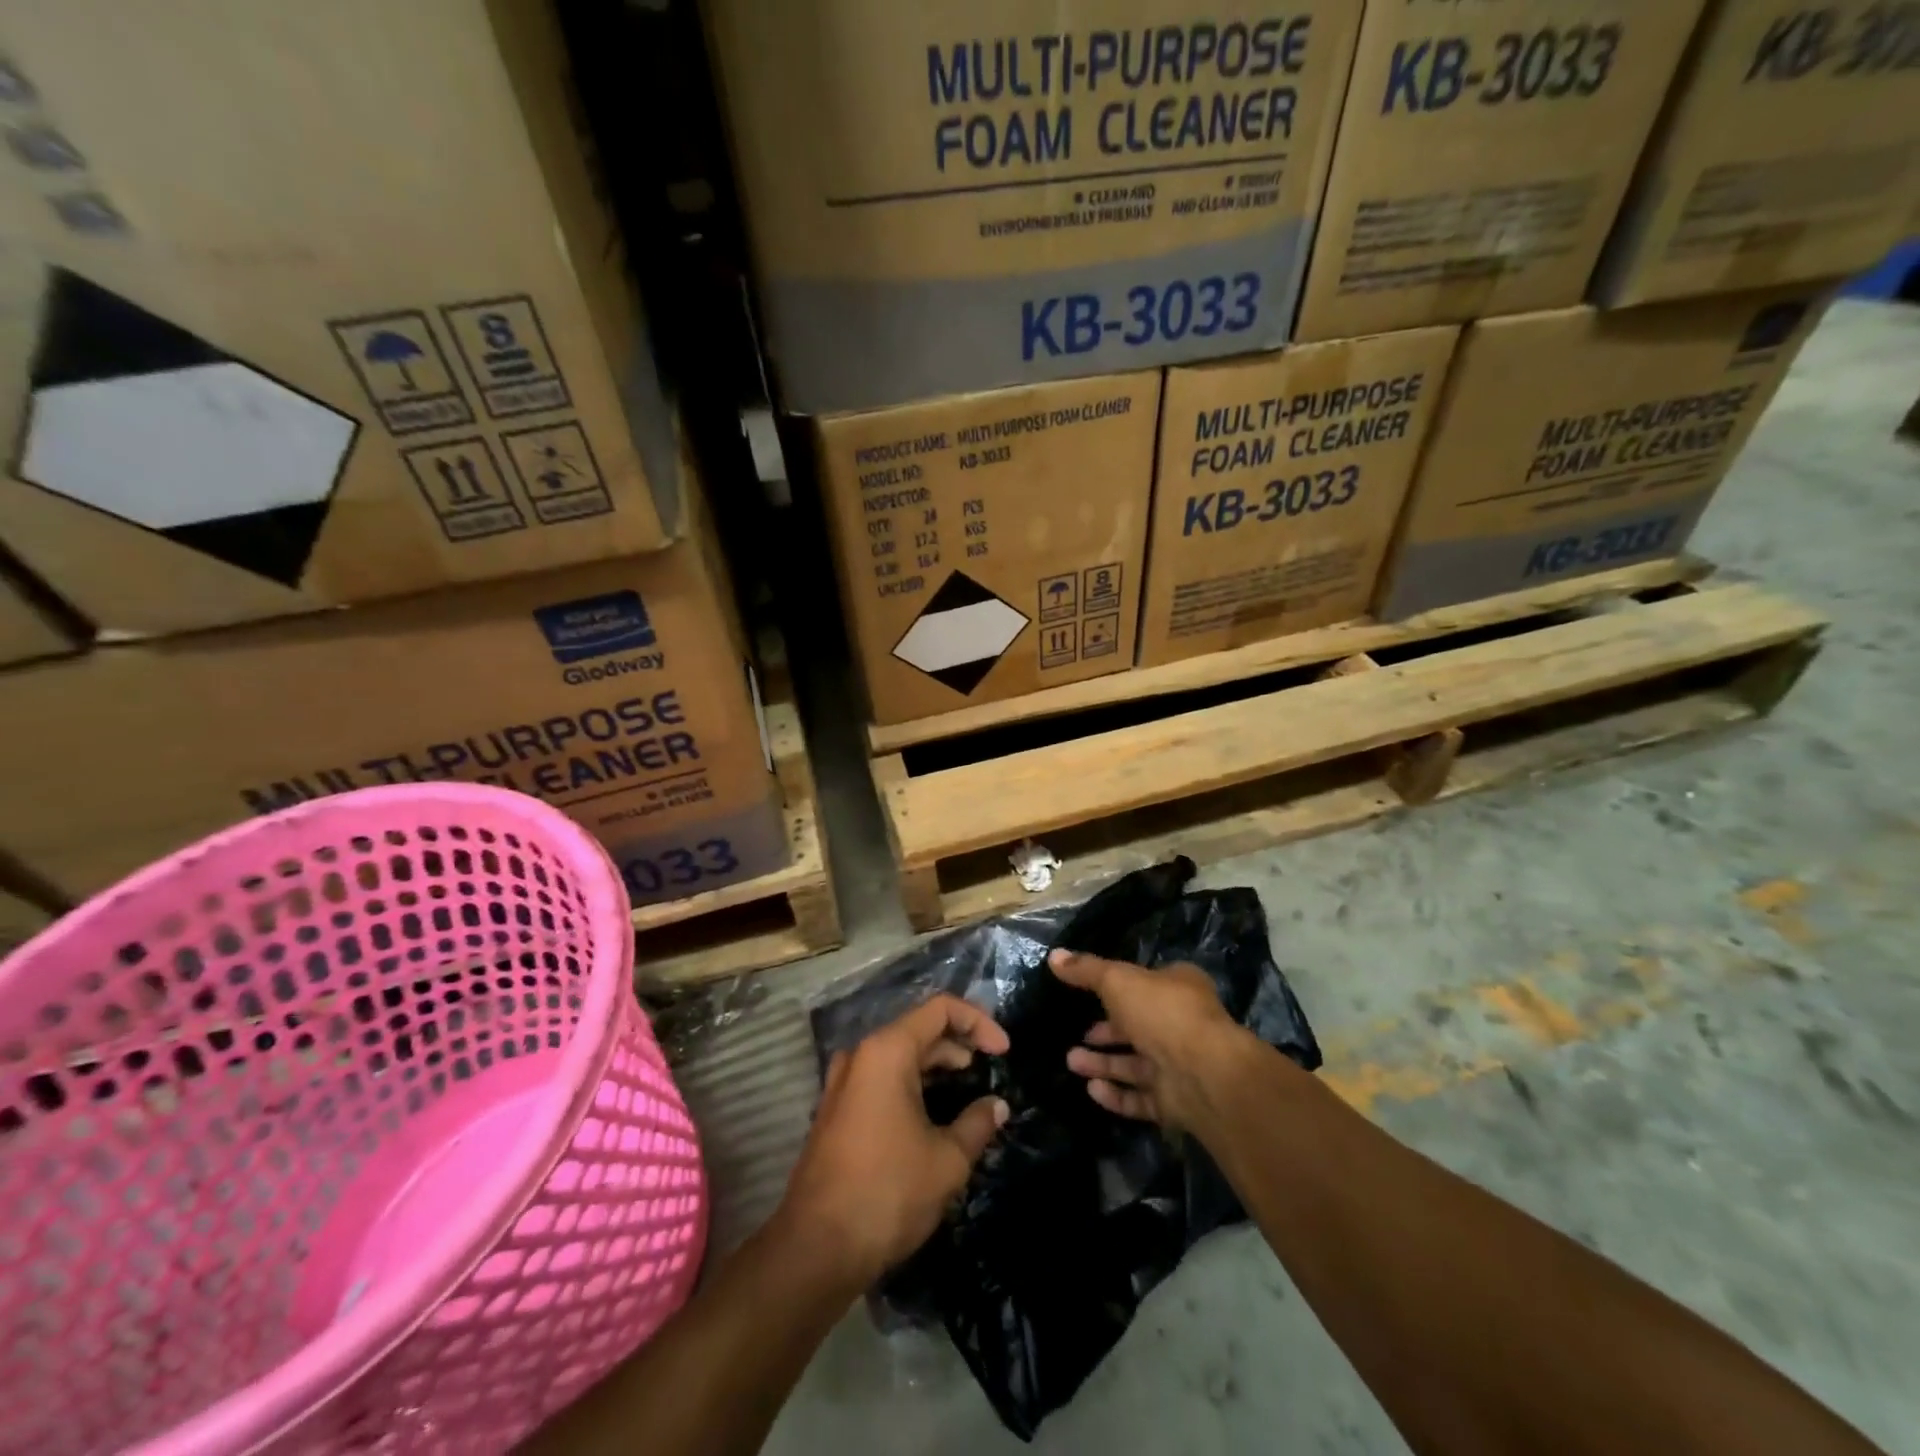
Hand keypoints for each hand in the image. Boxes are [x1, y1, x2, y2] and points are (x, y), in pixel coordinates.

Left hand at [776, 995, 1009, 1286]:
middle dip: (959, 1045)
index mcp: (887, 1051)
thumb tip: (997, 1105)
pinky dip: (912, 1084)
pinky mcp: (836, 1110)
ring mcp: (843, 1082)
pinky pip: (882, 1079)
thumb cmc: (887, 1193)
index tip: (1004, 1052)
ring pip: (899, 1055)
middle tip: (990, 1070)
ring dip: (936, 1065)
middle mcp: (861, 1056)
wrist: (815, 1249)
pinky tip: (933, 1113)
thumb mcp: (946, 1160)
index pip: (940, 1010)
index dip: (978, 1022)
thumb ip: (977, 1123)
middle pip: (919, 1029)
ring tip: (968, 1091)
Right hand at [1049, 949, 1248, 1130]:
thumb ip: (1086, 969)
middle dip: (1104, 1033)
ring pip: (1135, 1065)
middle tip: (1076, 1036)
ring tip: (1071, 1062)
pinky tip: (1092, 1090)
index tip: (1086, 995)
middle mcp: (1181, 1025)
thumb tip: (1054, 955)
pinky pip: (1140, 1098)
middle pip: (1137, 1027)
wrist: (1205, 1074)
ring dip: (1103, 1063)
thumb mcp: (1117, 980)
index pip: (1144, 985)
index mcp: (1178, 988)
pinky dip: (1116, 1094)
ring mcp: (1179, 1066)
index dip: (1116, 990)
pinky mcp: (1175, 1102)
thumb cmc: (1162, 1013)